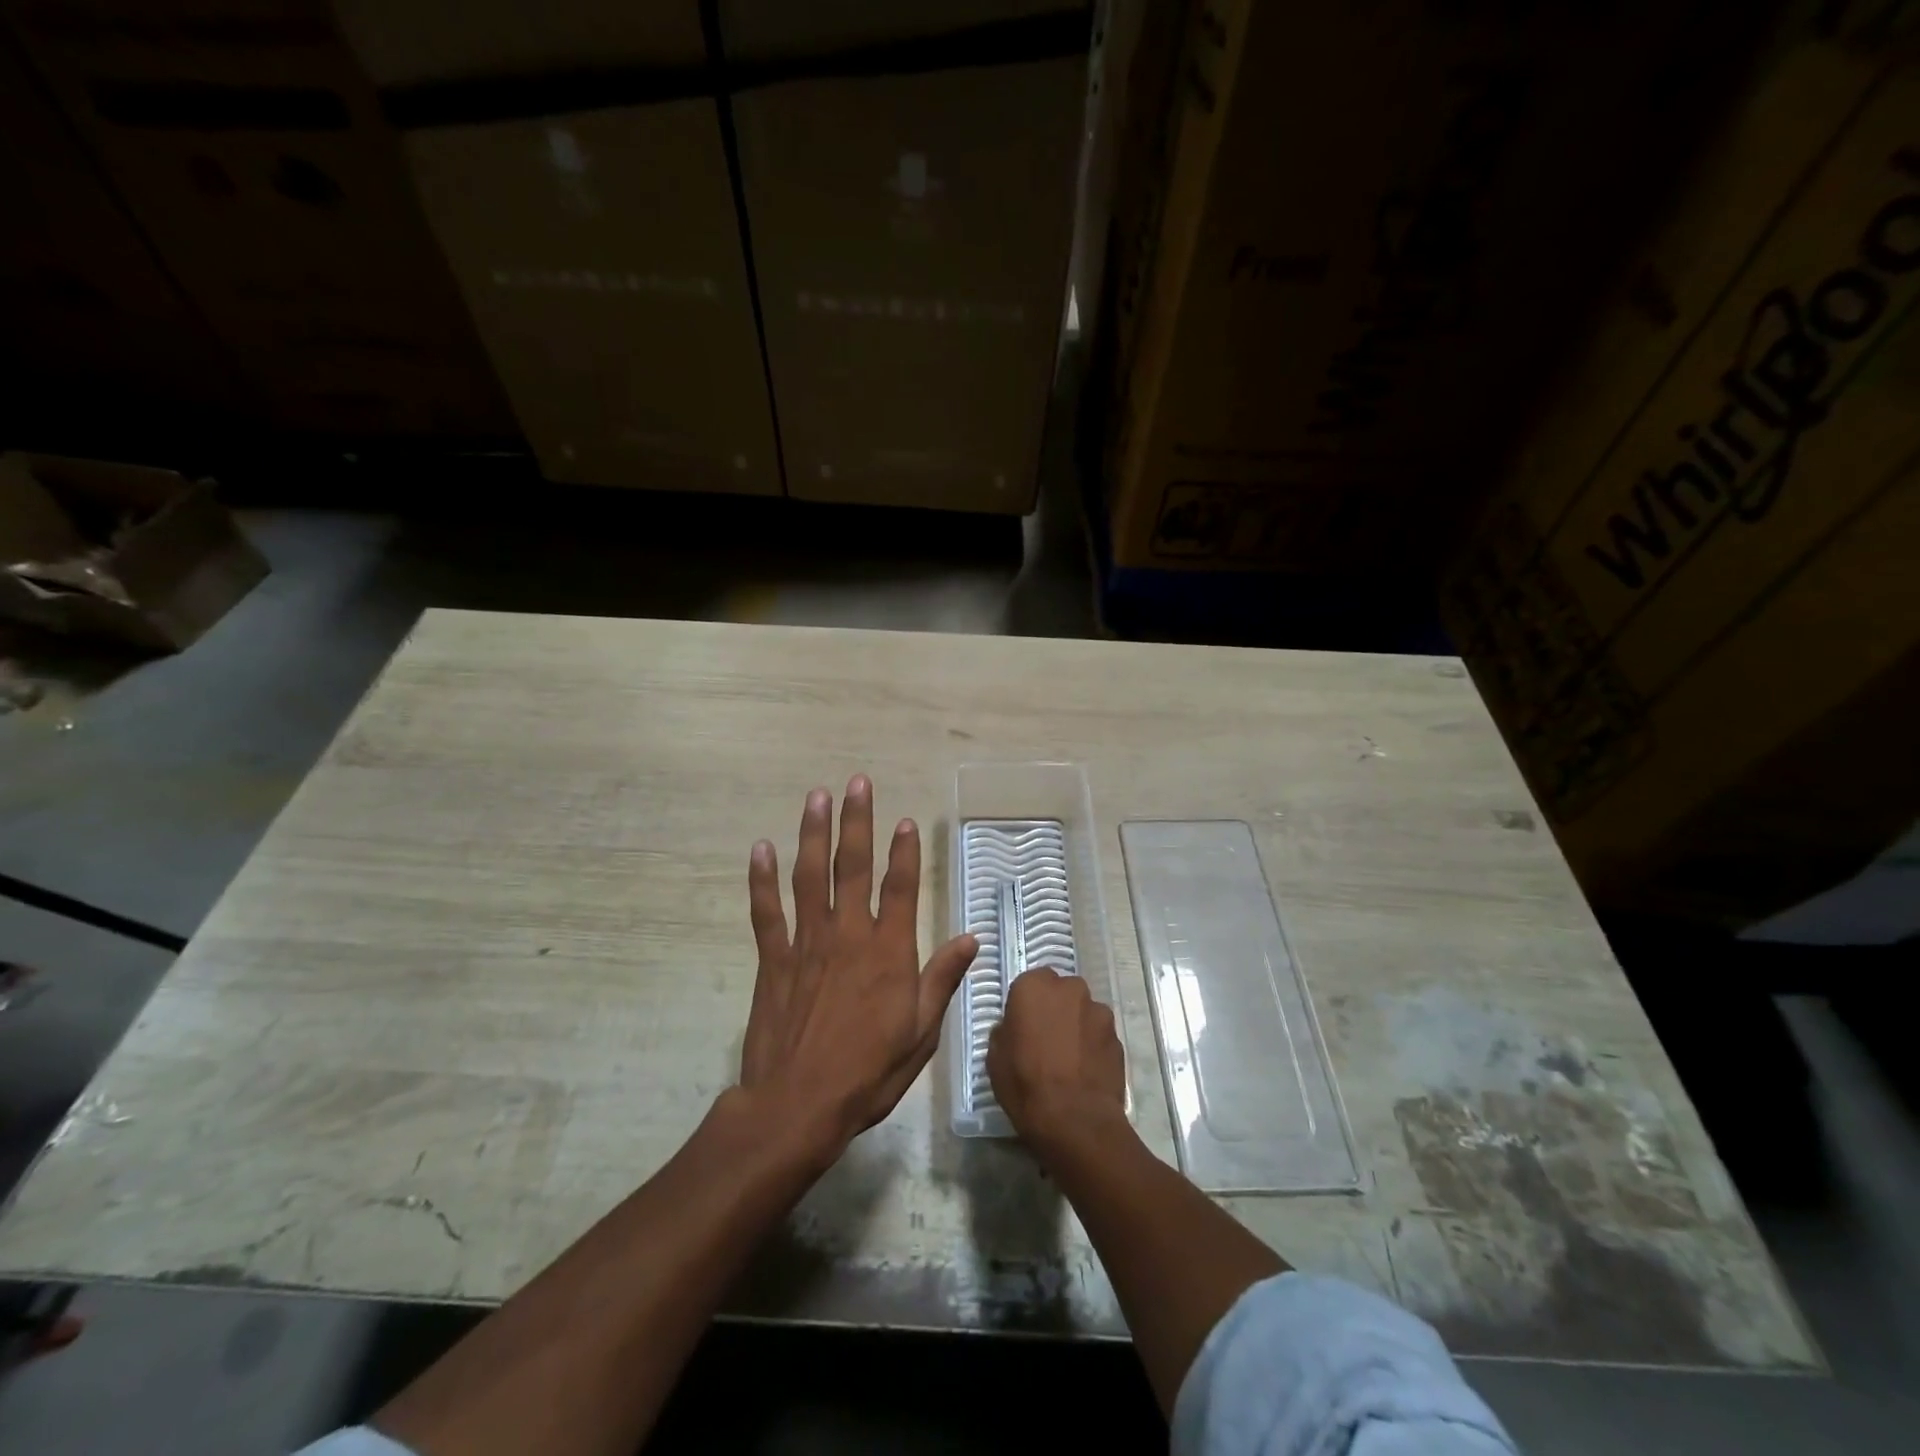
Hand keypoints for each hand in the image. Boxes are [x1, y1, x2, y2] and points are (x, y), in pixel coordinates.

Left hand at [739, 775, 978, 1154]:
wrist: (799, 1104)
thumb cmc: (869, 1072)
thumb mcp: (921, 1032)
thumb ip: (942, 979)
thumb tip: (971, 938)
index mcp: (888, 951)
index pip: (901, 888)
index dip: (905, 852)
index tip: (905, 820)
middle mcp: (848, 935)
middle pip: (853, 867)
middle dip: (856, 821)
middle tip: (857, 782)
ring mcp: (807, 943)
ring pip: (810, 877)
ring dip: (813, 834)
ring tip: (817, 797)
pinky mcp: (774, 959)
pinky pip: (766, 911)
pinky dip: (762, 879)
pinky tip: (760, 849)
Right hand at [987, 968, 1125, 1146]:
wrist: (1074, 1120)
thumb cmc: (1025, 1083)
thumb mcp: (995, 1056)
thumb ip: (1007, 1030)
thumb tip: (1016, 1028)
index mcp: (1035, 986)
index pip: (1031, 982)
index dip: (1028, 1003)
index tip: (1024, 1025)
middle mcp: (1070, 989)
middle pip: (1062, 992)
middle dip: (1056, 1009)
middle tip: (1047, 1039)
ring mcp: (1099, 1012)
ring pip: (1084, 1012)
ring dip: (1077, 1026)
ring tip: (1070, 1059)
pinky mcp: (1118, 1037)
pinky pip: (1100, 1035)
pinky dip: (1093, 1046)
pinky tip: (1086, 1071)